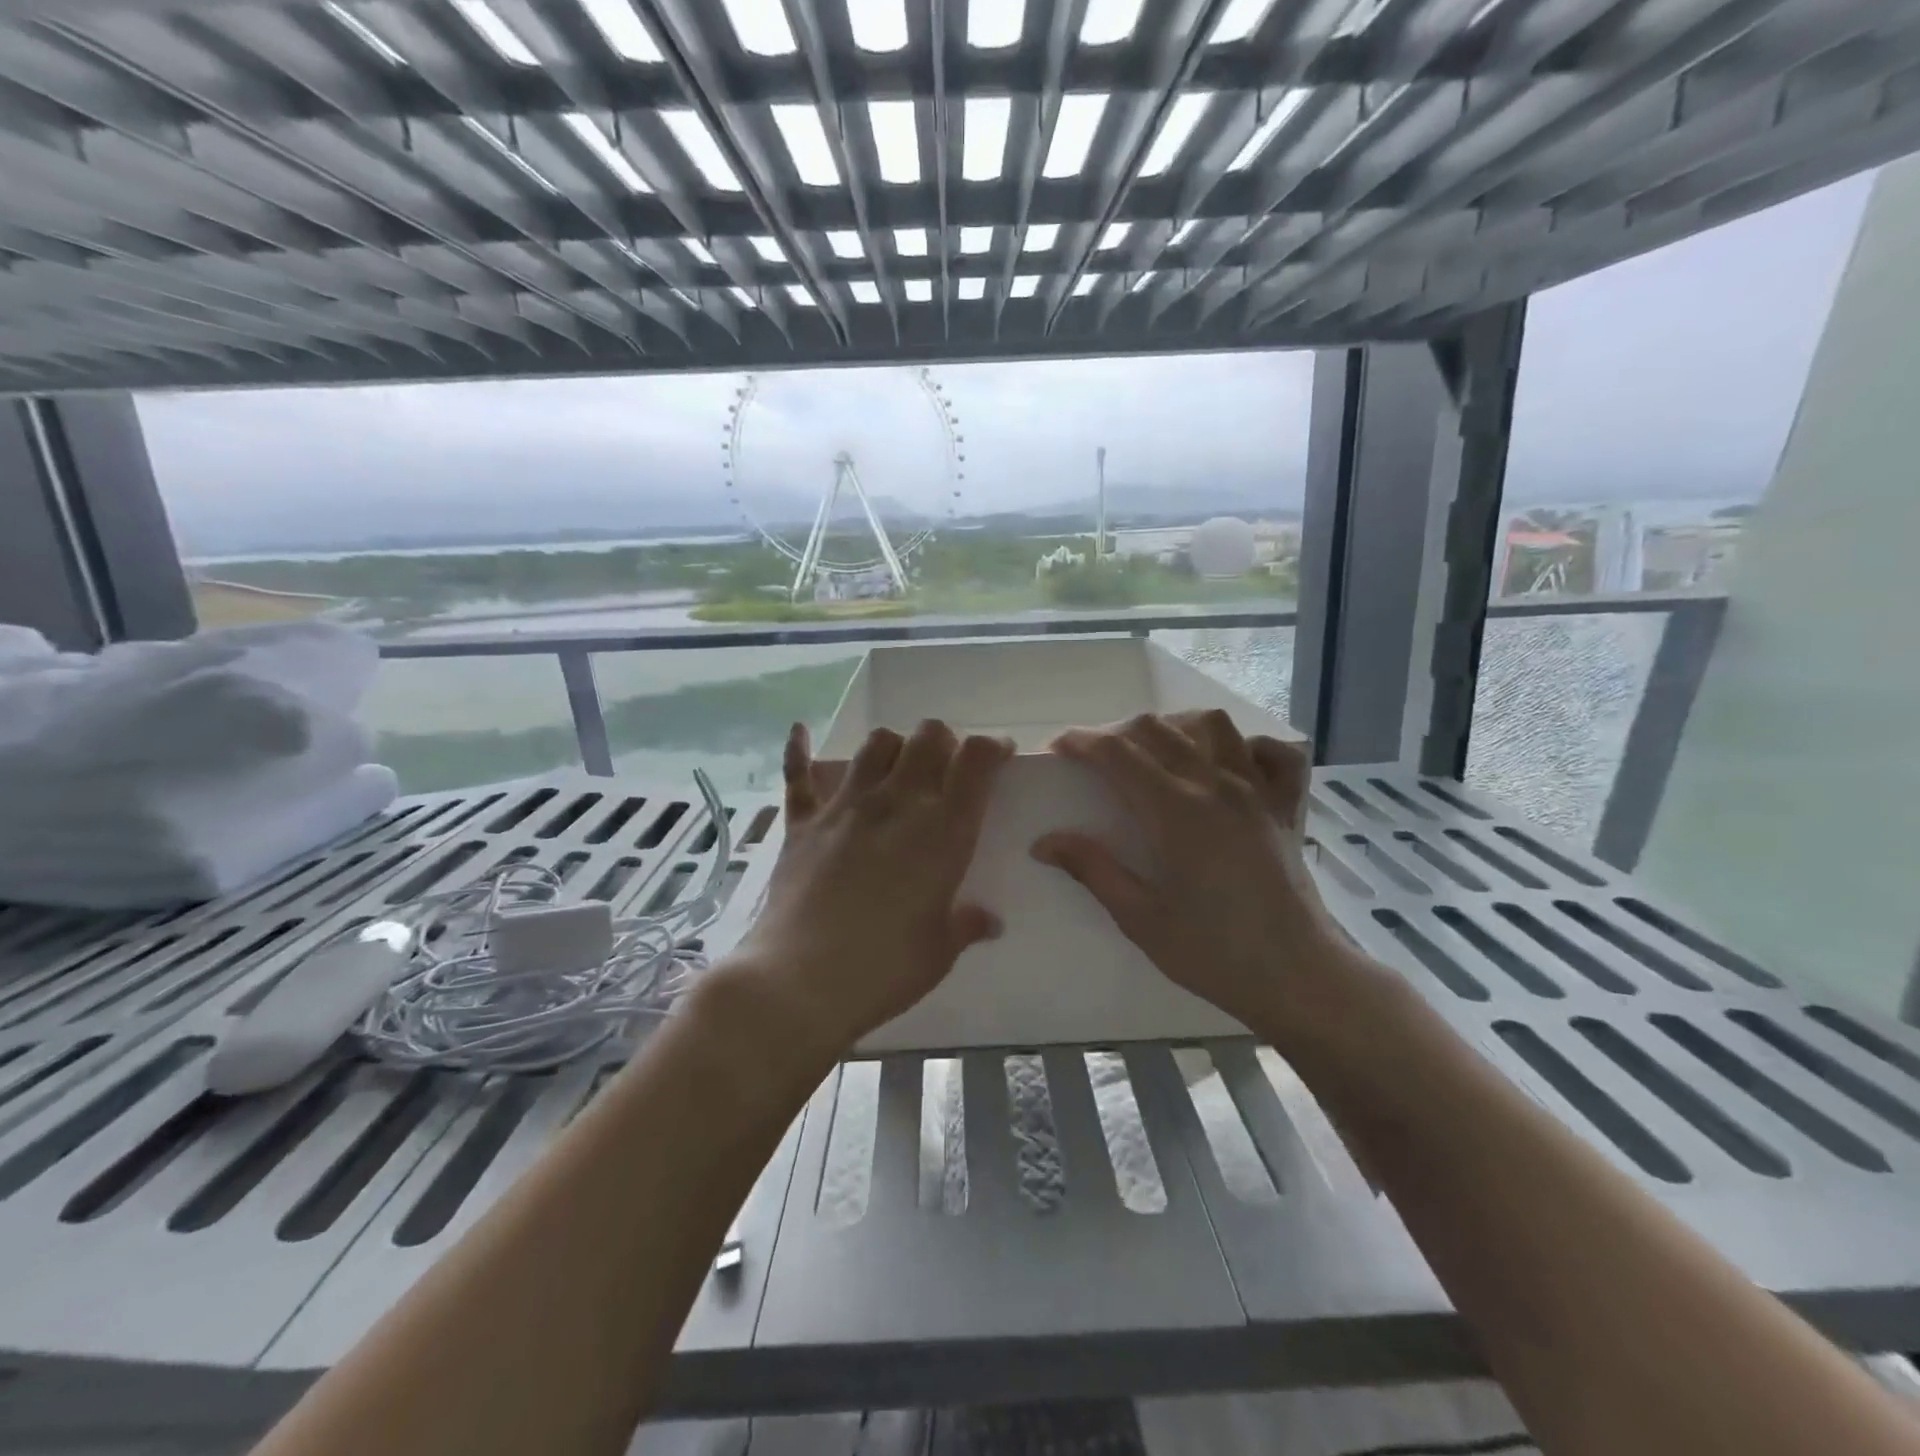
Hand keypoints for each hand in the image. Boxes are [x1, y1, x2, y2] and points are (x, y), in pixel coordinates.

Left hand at [723, 720, 1011, 1060]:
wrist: (799, 983)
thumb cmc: (883, 969)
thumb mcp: (939, 952)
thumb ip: (966, 926)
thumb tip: (989, 922)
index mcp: (942, 831)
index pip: (976, 760)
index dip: (992, 747)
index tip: (999, 756)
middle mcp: (897, 803)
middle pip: (928, 736)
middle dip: (944, 742)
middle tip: (946, 770)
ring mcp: (845, 807)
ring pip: (876, 743)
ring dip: (895, 747)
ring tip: (898, 770)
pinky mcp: (803, 822)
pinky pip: (798, 774)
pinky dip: (800, 750)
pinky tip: (800, 731)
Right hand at [1032, 711, 1349, 1035]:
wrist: (1299, 977)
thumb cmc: (1215, 954)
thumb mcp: (1141, 919)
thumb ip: (1094, 870)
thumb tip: (1044, 842)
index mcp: (1176, 812)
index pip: (1118, 752)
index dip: (1081, 741)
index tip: (1057, 750)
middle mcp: (1215, 785)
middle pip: (1156, 729)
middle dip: (1115, 733)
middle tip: (1093, 761)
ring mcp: (1255, 790)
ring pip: (1210, 725)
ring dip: (1172, 727)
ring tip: (1152, 753)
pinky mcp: (1283, 805)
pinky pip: (1268, 751)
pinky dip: (1242, 744)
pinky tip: (1223, 763)